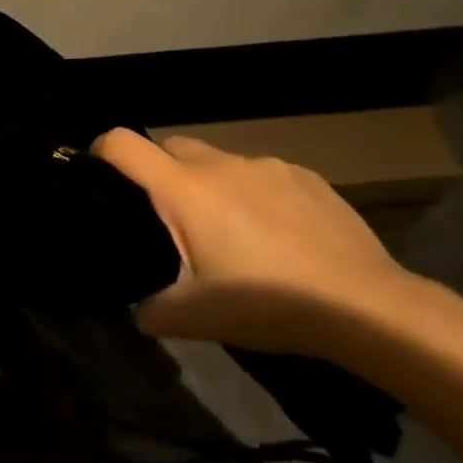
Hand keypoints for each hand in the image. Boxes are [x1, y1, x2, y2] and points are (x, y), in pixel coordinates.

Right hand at [93, 129, 421, 352]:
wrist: (365, 305)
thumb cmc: (268, 304)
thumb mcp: (196, 319)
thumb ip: (151, 310)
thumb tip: (137, 308)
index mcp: (184, 189)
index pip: (123, 143)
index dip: (101, 150)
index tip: (98, 174)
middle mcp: (221, 164)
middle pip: (171, 146)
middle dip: (160, 171)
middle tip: (170, 217)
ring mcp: (267, 165)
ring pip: (219, 161)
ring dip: (211, 184)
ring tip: (231, 231)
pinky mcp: (305, 176)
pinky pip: (262, 174)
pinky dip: (254, 193)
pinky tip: (277, 234)